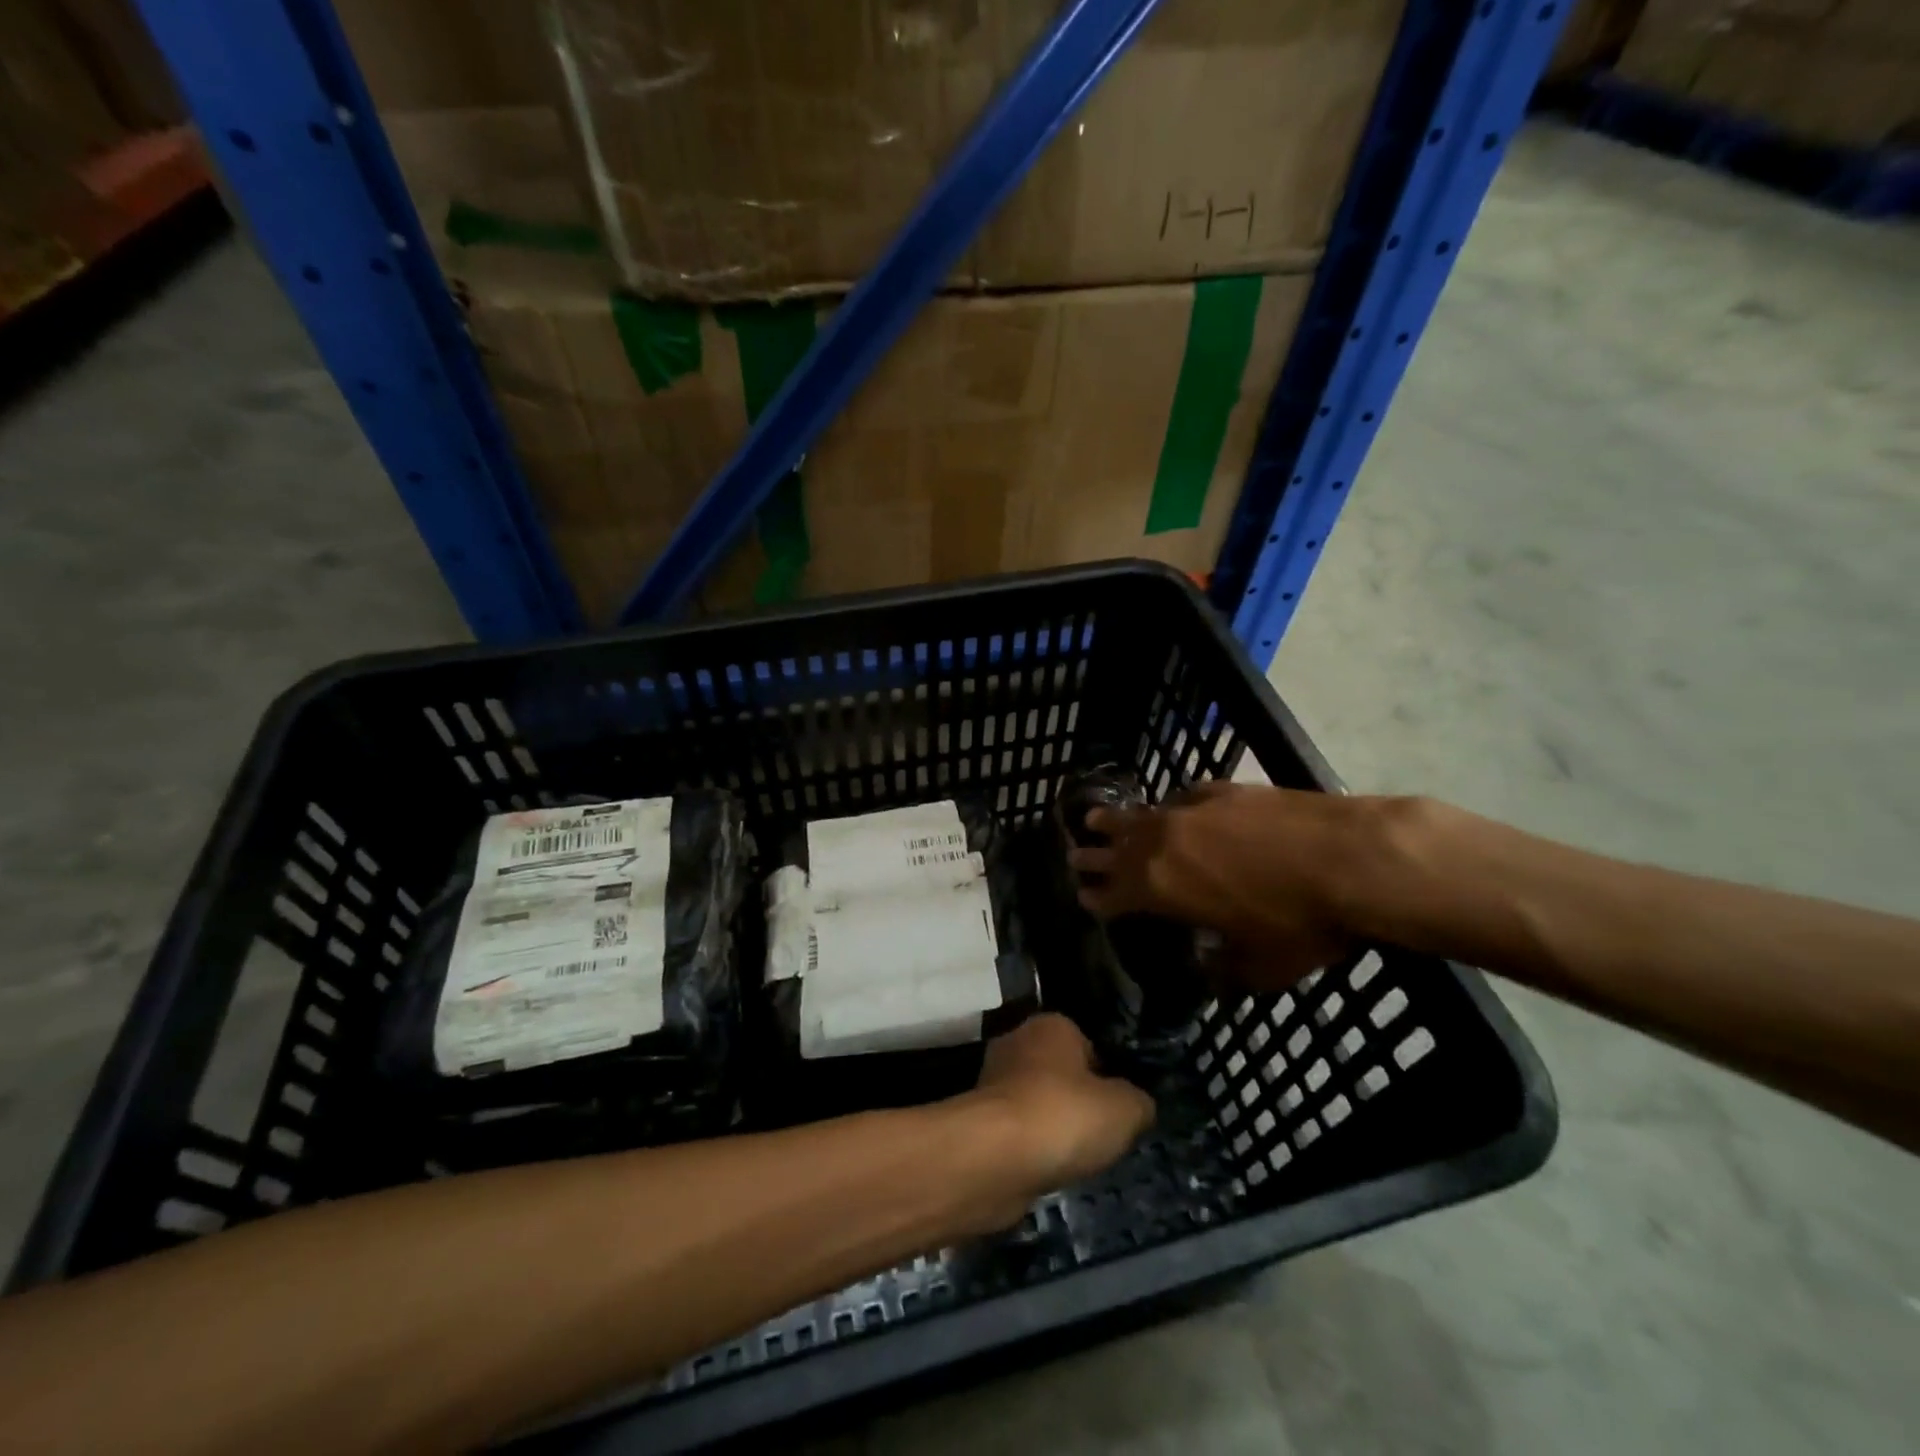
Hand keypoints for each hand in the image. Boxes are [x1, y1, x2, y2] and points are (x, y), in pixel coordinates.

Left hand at [959, 1014, 1154, 1211]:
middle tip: (1099, 1137)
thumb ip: (1138, 1102)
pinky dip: (1030, 1150)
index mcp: (1051, 1025)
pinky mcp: (978, 1120)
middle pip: (1060, 1074)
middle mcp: (1017, 1042)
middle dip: (1077, 1104)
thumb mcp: (1125, 1109)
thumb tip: (1136, 1104)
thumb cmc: (1063, 1116)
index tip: (1118, 1109)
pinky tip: (1043, 1171)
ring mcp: (992, 1081)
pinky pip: (1017, 1132)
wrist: (993, 1157)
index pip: (1088, 1044)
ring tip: (1072, 1159)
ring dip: (1052, 1129)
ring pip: (1037, 1104)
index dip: (1107, 1077)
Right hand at [1067, 781, 1369, 989]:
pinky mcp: (1220, 789)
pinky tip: (1172, 807)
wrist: (1348, 857)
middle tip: (1074, 857)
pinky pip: (1181, 798)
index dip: (1096, 898)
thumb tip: (1212, 970)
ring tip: (1094, 819)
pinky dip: (1168, 807)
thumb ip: (1227, 969)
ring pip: (1138, 815)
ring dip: (1114, 822)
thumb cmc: (1300, 921)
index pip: (1113, 895)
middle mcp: (1162, 844)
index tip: (1083, 897)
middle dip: (1092, 856)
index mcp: (1161, 890)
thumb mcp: (1262, 966)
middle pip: (1114, 850)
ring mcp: (1189, 810)